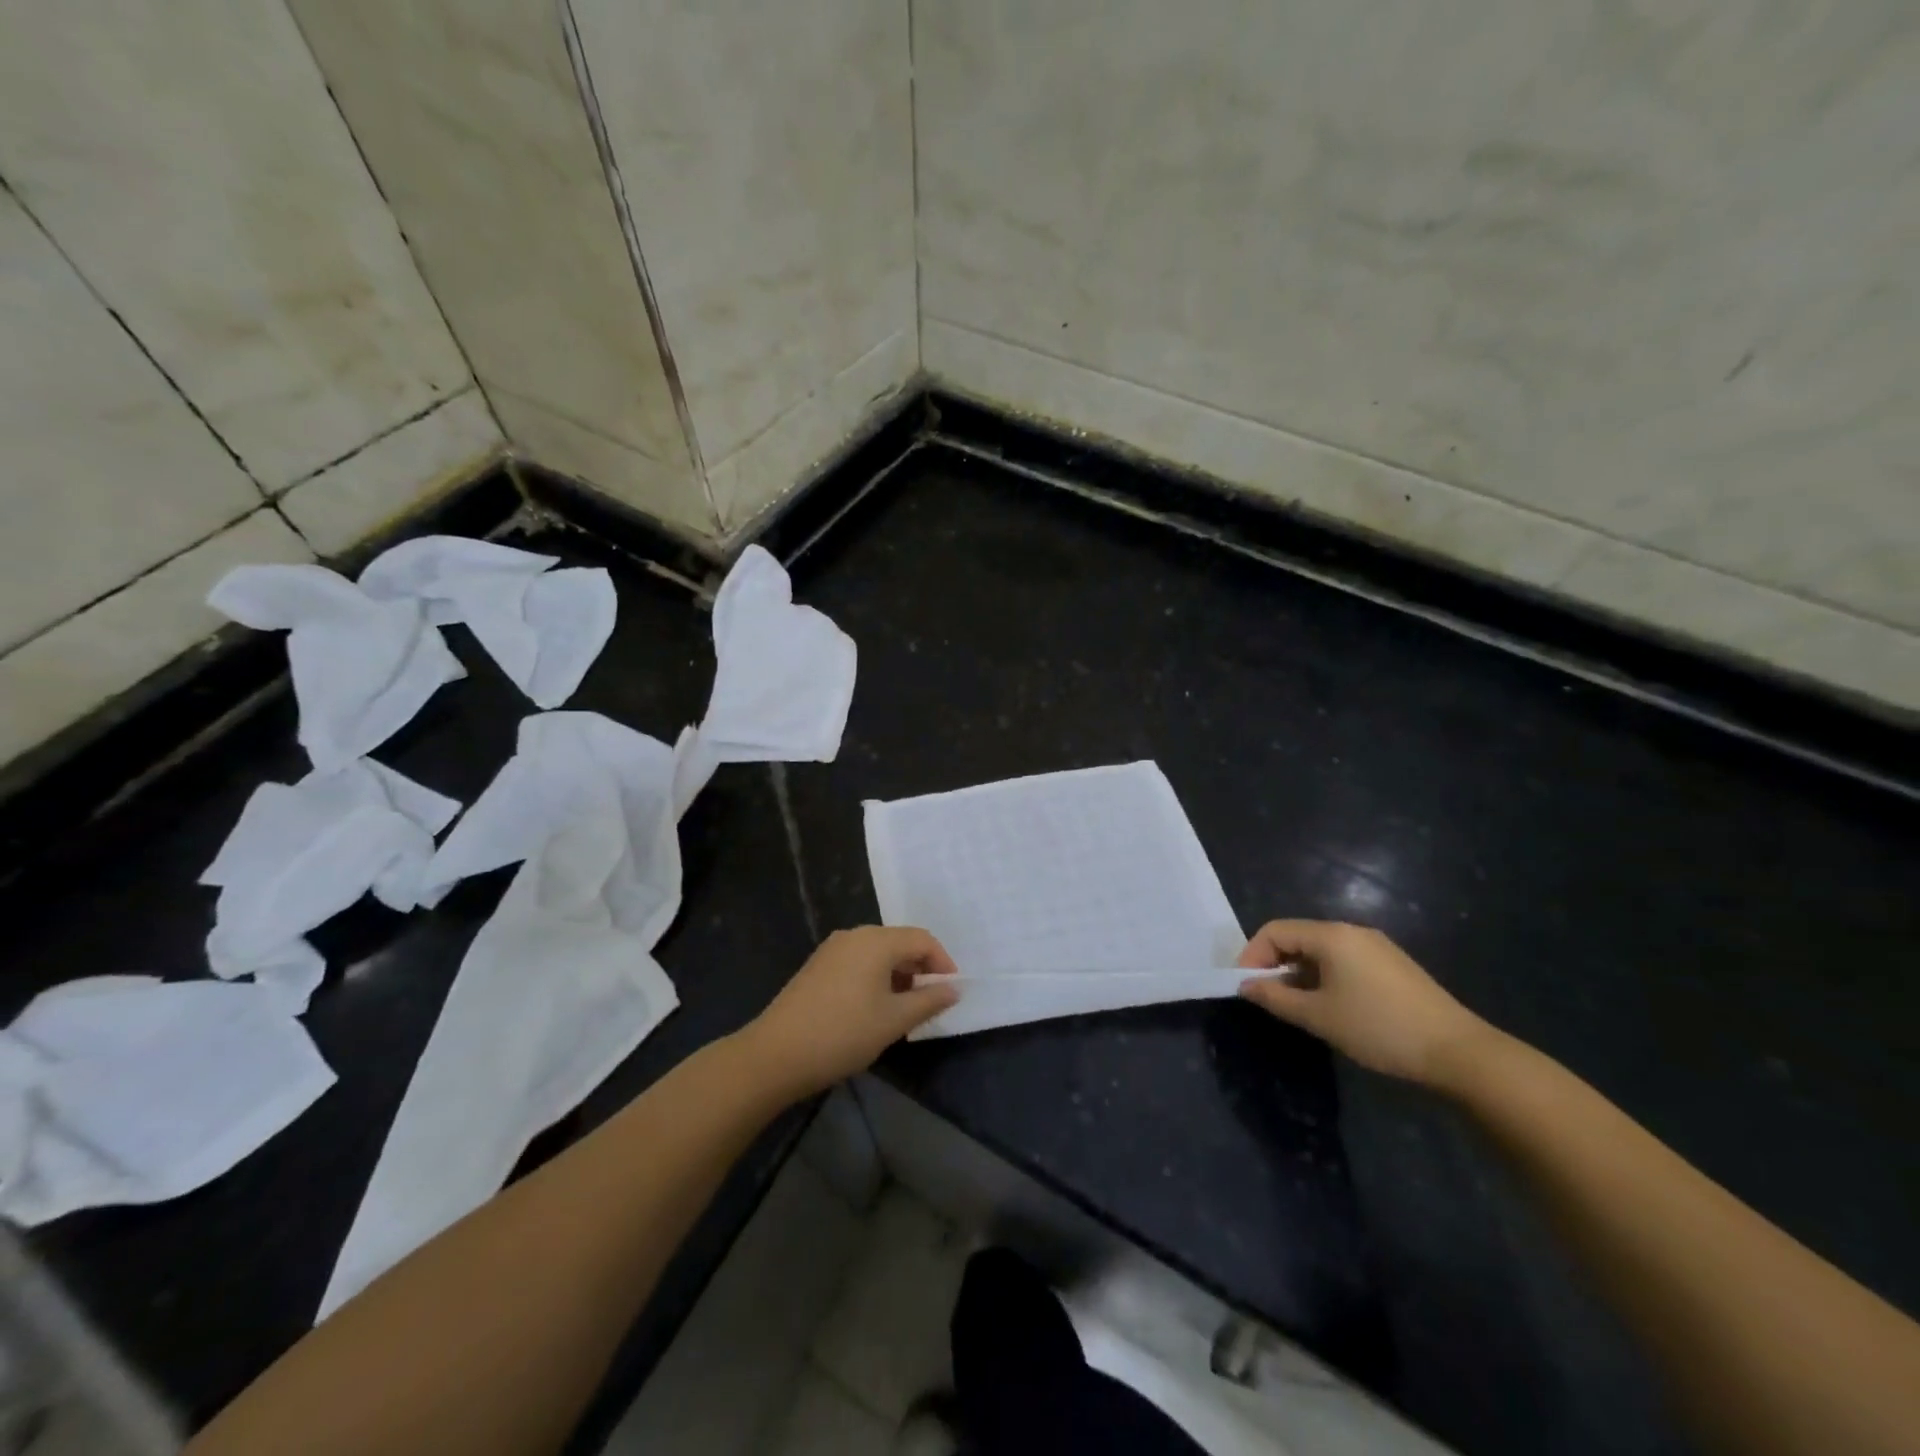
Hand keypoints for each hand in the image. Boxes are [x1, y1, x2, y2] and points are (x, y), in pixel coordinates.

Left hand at [742, 927, 958, 1098]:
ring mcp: (832, 950)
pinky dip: (875, 978)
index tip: (951, 992)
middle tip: (931, 1003)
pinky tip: (874, 1009)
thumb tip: (954, 989)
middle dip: (920, 969)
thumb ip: (928, 1001)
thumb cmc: (842, 1033)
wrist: (775, 1054)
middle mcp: (854, 935)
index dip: (943, 963)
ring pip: (878, 954)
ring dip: (898, 975)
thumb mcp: (893, 1020)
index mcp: (876, 940)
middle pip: (899, 942)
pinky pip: (858, 962)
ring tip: (904, 1010)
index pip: (922, 940)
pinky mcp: (817, 967)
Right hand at [1236, 920, 1490, 1085]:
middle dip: (1275, 964)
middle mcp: (1352, 931)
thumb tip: (1247, 986)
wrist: (1458, 1052)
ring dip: (1299, 972)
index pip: (1275, 931)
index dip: (1252, 956)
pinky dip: (1324, 976)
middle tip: (1267, 998)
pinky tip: (1331, 1006)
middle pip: (1297, 936)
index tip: (1245, 987)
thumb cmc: (1379, 1028)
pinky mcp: (1392, 965)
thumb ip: (1276, 998)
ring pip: (1321, 950)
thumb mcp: (1319, 1017)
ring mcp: (1376, 946)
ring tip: (1296, 1006)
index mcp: (1331, 935)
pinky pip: (1344, 960)